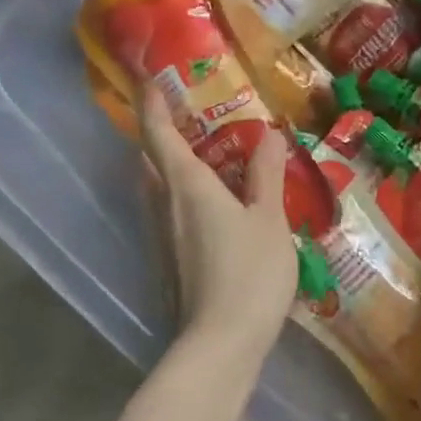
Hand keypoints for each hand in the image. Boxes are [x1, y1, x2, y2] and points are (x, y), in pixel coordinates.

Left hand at [140, 87, 296, 361]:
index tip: (151, 78)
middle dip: (160, 135)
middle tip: (186, 118)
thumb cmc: (250, 274)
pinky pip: (170, 216)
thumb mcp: (269, 220)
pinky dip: (182, 199)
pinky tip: (211, 211)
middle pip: (151, 162)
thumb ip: (267, 176)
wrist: (221, 342)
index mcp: (188, 187)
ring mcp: (162, 240)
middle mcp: (165, 207)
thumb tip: (268, 134)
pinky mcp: (170, 265)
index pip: (160, 135)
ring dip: (171, 169)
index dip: (153, 104)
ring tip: (204, 159)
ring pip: (158, 191)